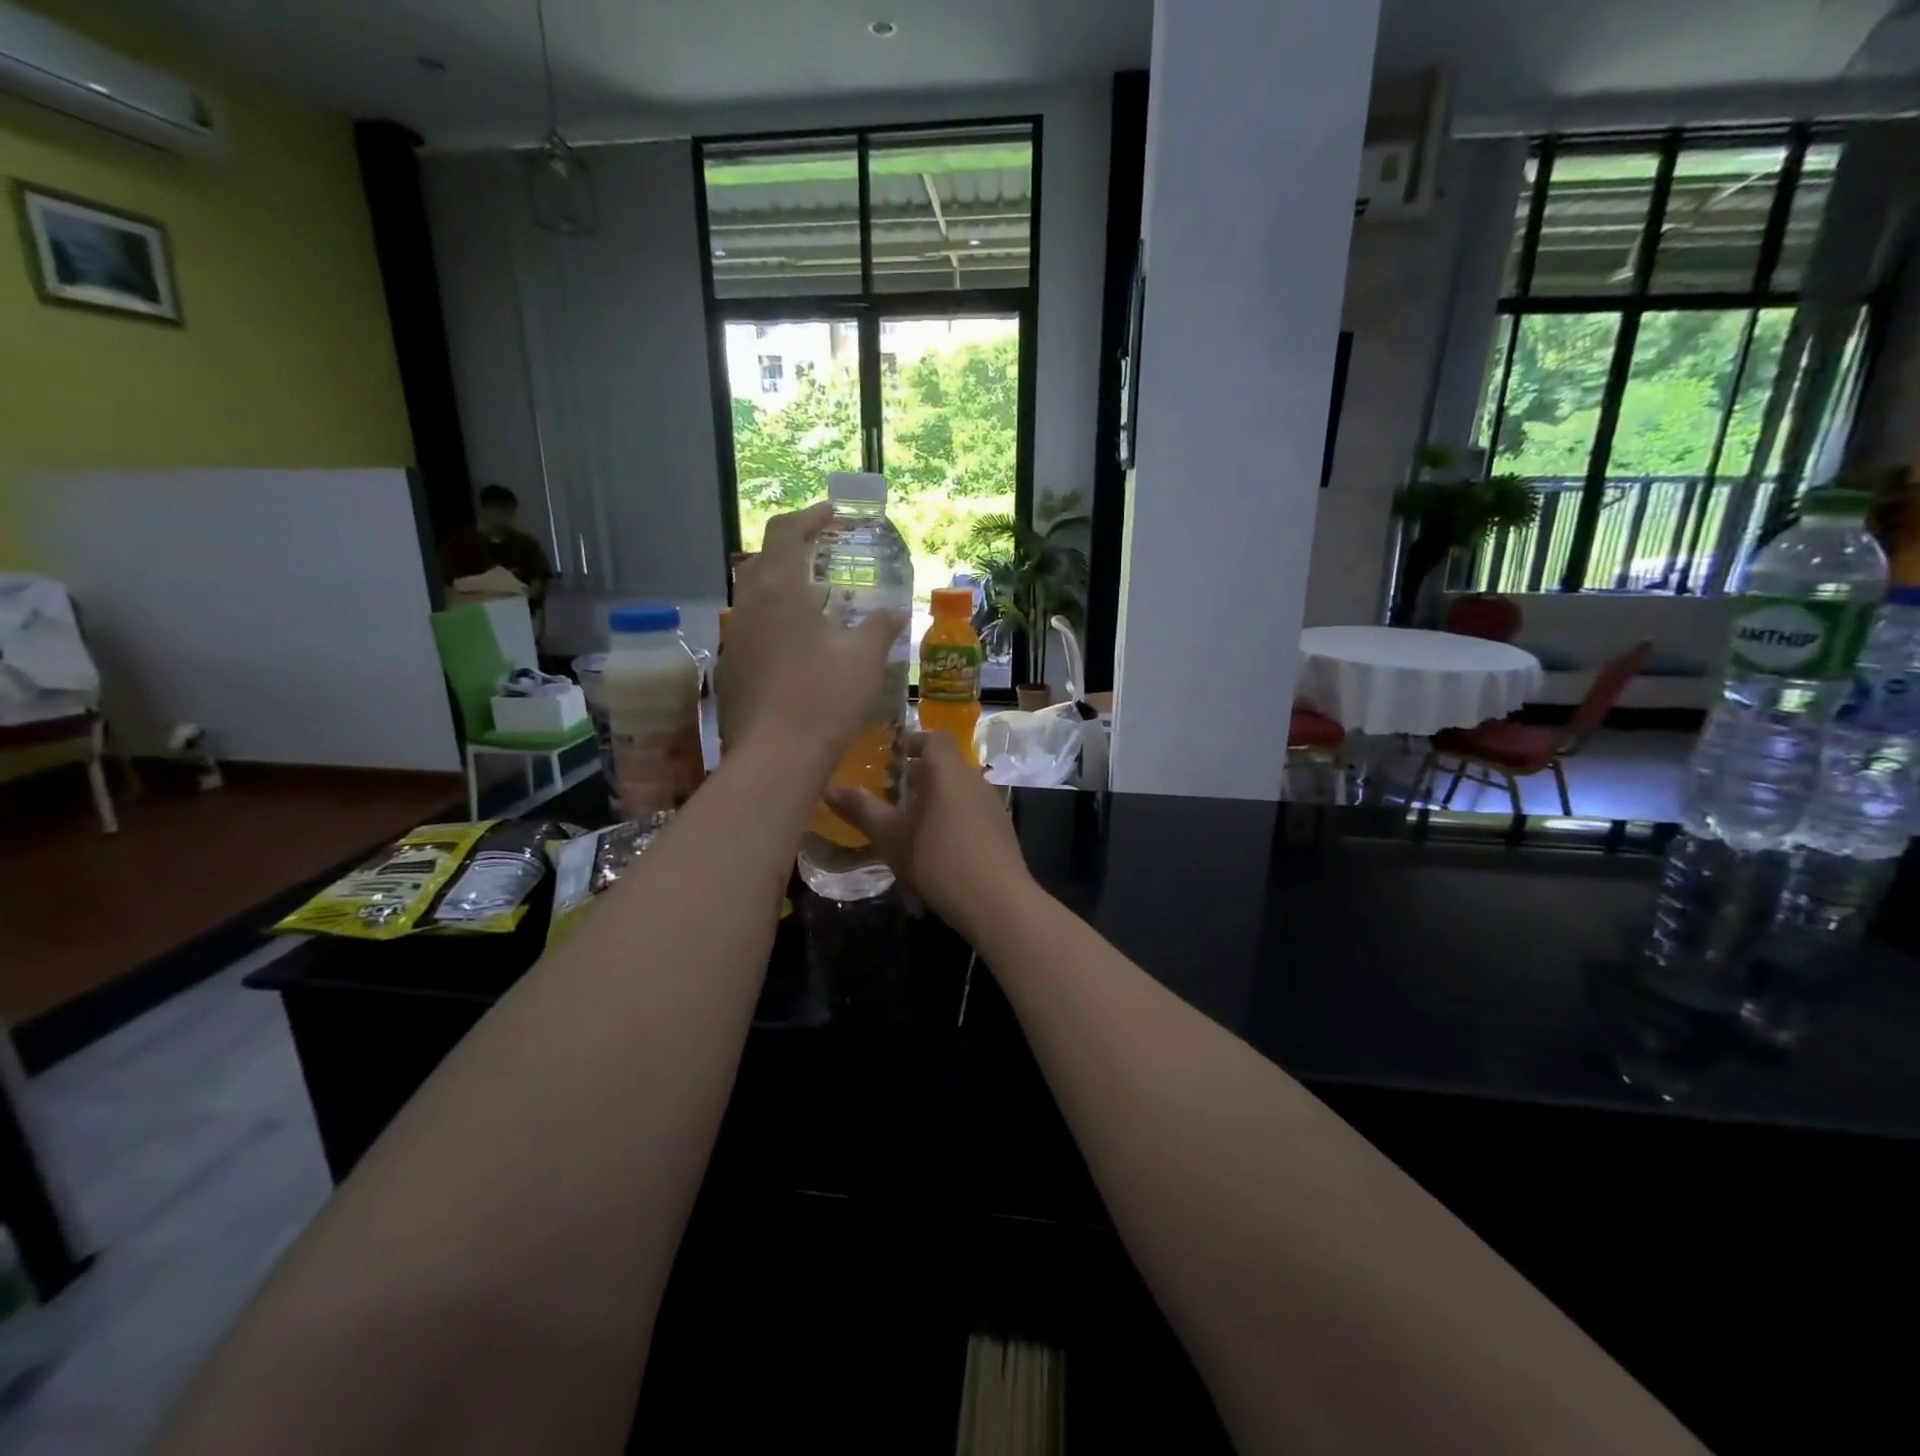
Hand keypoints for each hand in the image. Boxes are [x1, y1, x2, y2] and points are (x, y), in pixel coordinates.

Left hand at [724, 502, 902, 766]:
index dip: (809, 516)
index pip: (785, 531)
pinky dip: (774, 618)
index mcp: (780, 590)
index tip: (832, 515)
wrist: (776, 758)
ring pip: (753, 594)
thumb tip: (895, 612)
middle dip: (792, 548)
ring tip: (814, 598)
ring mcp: (735, 637)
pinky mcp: (731, 667)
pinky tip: (797, 643)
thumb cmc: (825, 699)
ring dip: (781, 585)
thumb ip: (880, 626)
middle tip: (823, 554)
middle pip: (763, 558)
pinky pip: (751, 626)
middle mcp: (749, 605)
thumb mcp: (865, 658)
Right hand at [826, 731, 1034, 938]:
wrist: (997, 902)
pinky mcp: (1002, 832)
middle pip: (945, 766)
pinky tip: (935, 849)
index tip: (889, 757)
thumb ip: (862, 810)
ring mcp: (993, 806)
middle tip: (888, 794)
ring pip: (958, 791)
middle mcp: (975, 779)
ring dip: (934, 801)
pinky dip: (951, 820)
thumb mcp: (891, 837)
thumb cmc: (938, 859)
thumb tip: (831, 789)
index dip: (912, 742)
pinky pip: (970, 814)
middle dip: (917, 777)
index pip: (934, 738)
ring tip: (907, 825)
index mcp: (948, 771)